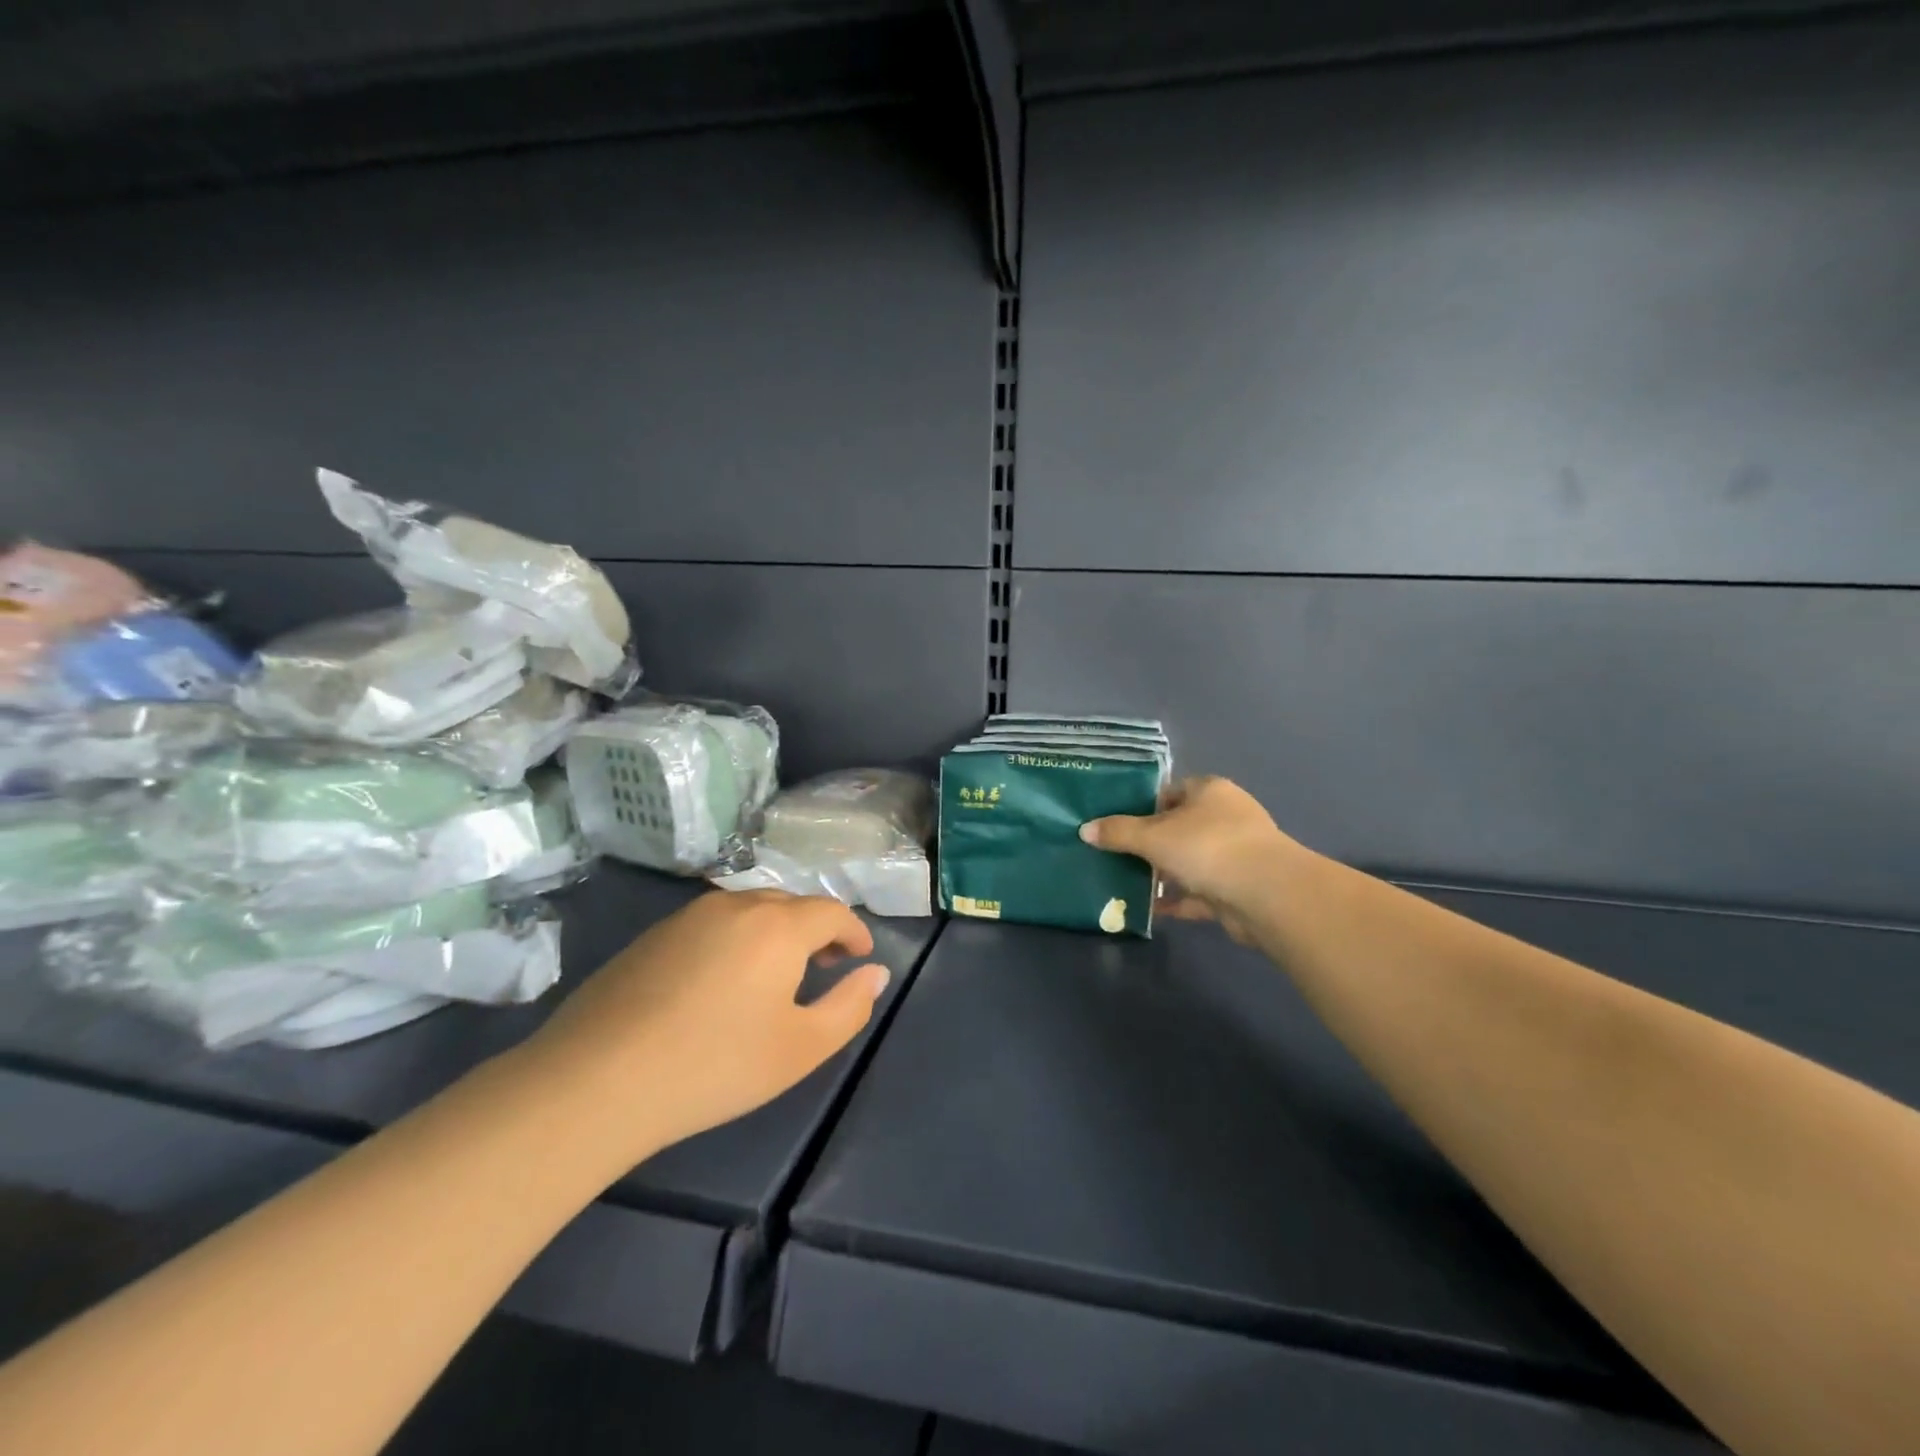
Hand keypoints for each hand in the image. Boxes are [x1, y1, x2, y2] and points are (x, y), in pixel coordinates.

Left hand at [516, 890, 889, 1163]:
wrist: (596, 1080)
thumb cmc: (714, 1065)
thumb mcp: (800, 1048)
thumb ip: (849, 1006)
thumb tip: (875, 973)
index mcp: (778, 925)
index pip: (831, 911)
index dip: (853, 931)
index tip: (861, 955)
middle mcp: (736, 905)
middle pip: (791, 905)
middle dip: (816, 929)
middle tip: (825, 965)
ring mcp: (688, 916)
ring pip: (749, 911)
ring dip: (775, 932)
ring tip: (777, 973)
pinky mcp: (652, 935)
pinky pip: (713, 925)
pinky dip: (736, 940)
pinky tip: (722, 981)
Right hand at [1080, 776, 1305, 942]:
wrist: (1267, 894)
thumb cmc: (1207, 847)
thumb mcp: (1153, 836)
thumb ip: (1118, 833)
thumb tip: (1085, 830)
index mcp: (1209, 791)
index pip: (1170, 791)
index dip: (1142, 805)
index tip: (1115, 823)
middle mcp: (1226, 817)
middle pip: (1179, 827)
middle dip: (1149, 843)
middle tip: (1115, 854)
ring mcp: (1235, 854)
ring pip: (1189, 860)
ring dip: (1163, 873)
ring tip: (1125, 882)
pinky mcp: (1238, 888)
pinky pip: (1199, 892)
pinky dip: (1177, 899)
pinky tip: (1150, 909)